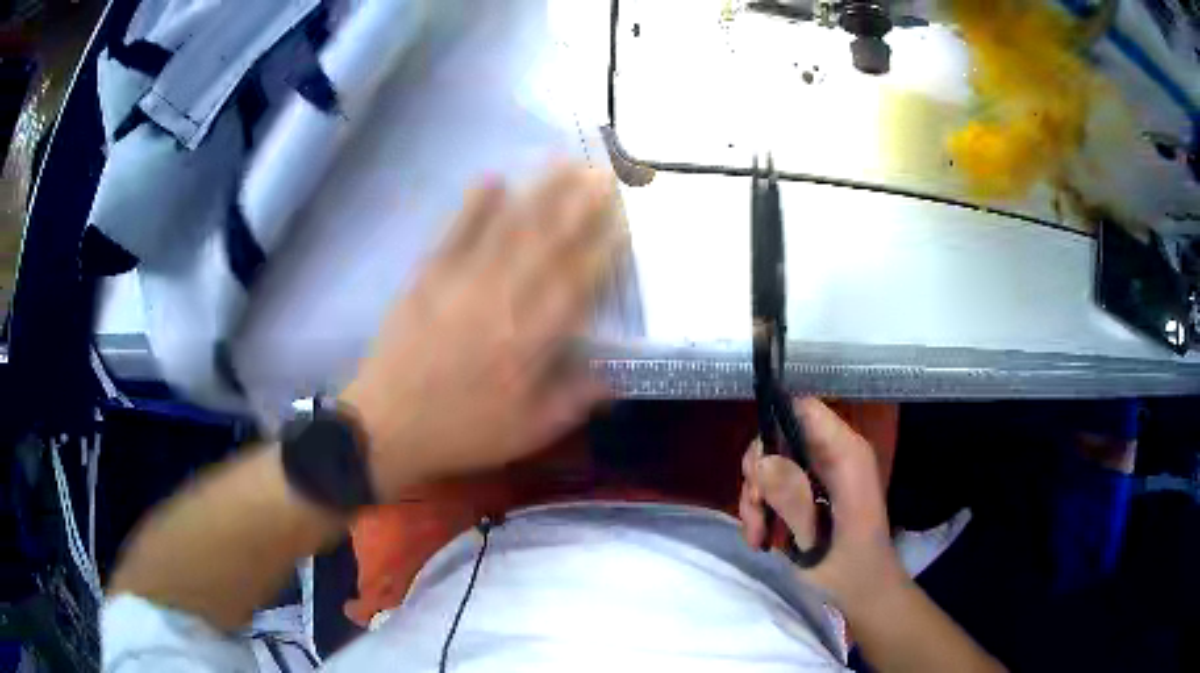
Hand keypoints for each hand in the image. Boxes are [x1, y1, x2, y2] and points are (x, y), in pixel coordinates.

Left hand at [341, 164, 622, 500]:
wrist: (387, 427)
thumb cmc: (461, 432)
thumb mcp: (527, 432)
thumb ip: (575, 399)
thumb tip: (619, 374)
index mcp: (529, 343)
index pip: (576, 284)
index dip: (602, 248)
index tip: (624, 218)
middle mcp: (500, 303)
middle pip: (546, 245)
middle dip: (579, 205)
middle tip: (603, 171)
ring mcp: (460, 285)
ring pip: (507, 231)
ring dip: (538, 194)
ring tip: (563, 162)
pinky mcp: (427, 278)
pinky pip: (454, 235)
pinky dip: (473, 206)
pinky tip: (493, 178)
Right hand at [739, 397, 905, 615]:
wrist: (862, 592)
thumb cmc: (850, 568)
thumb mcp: (817, 537)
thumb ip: (791, 498)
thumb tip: (759, 462)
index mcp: (846, 454)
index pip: (804, 410)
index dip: (774, 425)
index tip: (757, 470)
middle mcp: (833, 454)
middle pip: (779, 436)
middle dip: (759, 474)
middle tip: (756, 510)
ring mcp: (820, 472)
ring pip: (770, 463)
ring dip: (756, 497)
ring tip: (758, 534)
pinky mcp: (810, 490)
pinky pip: (773, 484)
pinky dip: (761, 509)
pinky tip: (761, 537)